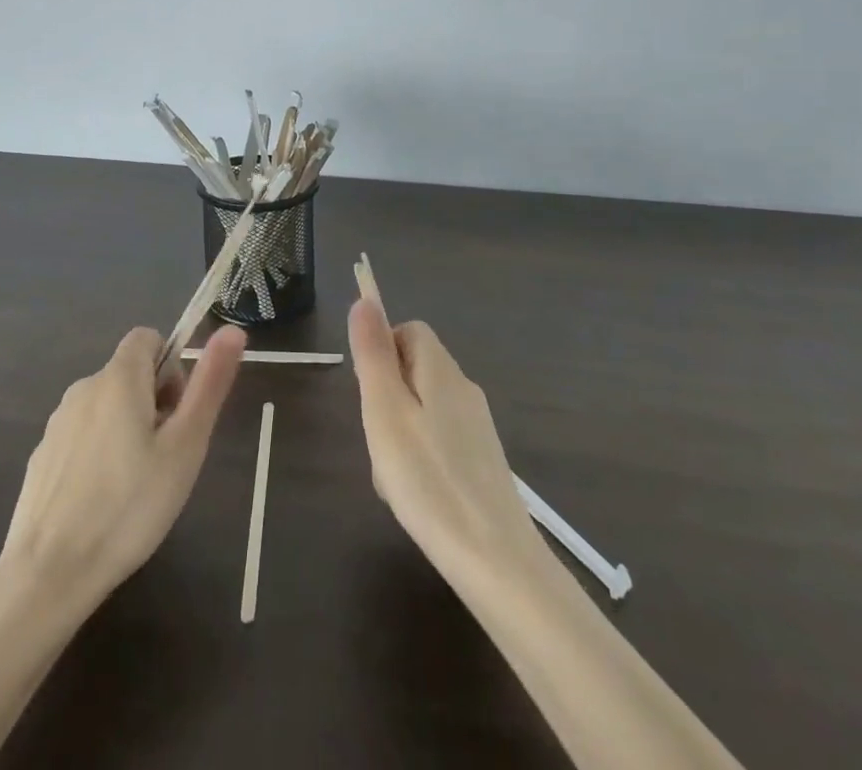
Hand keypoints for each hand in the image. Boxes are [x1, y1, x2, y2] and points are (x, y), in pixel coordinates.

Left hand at [0, 323, 244, 605]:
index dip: (171, 367)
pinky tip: (102, 502)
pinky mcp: (42, 456)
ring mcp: (57, 423)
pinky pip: (82, 436)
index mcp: (118, 377)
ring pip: (106, 406)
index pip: (148, 338)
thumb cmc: (130, 506)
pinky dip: (98, 453)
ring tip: (136, 485)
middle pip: (129, 373)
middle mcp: (84, 387)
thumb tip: (232, 330)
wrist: (48, 572)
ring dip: (126, 428)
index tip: (177, 414)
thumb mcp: (185, 446)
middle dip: (153, 402)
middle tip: (165, 457)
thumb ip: (209, 384)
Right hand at [348, 298, 547, 589]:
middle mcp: (464, 389)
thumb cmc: (429, 480)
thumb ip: (373, 354)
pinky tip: (418, 497)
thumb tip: (365, 300)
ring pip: (423, 409)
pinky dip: (420, 459)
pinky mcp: (483, 461)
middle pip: (414, 370)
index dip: (382, 350)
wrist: (497, 561)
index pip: (410, 330)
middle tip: (379, 442)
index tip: (369, 393)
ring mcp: (477, 426)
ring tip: (395, 478)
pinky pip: (439, 441)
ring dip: (399, 434)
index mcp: (441, 370)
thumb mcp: (385, 412)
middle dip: (386, 399)